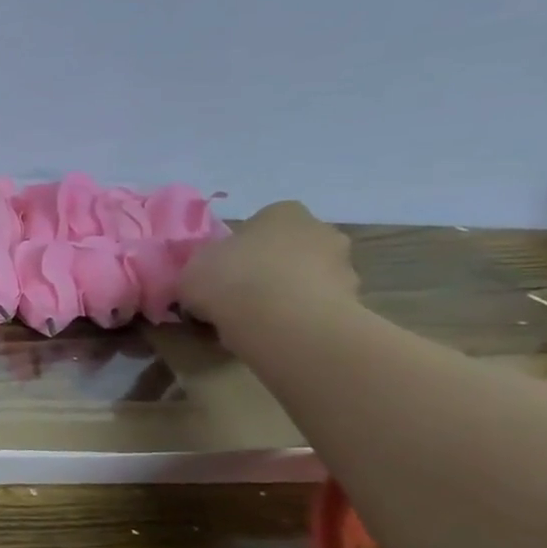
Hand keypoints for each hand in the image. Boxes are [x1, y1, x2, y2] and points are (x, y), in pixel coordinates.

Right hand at [179, 201, 358, 335]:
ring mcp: (344, 267)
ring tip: (259, 322)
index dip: (241, 247)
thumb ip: (201, 267)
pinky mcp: (354, 304)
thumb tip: (206, 276)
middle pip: (291, 249)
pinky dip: (301, 319)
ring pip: (308, 279)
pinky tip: (277, 335)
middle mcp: (320, 230)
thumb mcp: (192, 269)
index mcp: (282, 212)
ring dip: (289, 294)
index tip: (224, 271)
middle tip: (242, 295)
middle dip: (272, 268)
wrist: (283, 322)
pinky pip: (318, 308)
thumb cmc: (232, 280)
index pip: (262, 223)